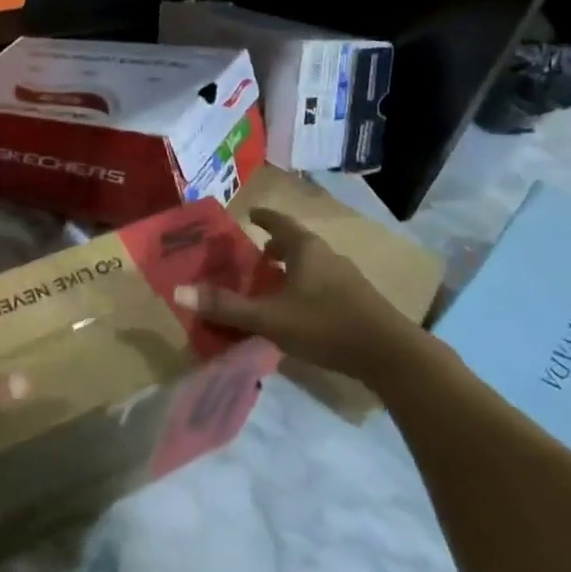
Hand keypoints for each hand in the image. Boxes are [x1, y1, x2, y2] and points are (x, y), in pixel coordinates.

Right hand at [173, 208, 418, 379]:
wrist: (392, 355)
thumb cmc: (326, 325)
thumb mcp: (270, 318)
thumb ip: (227, 307)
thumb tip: (179, 290)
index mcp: (305, 248)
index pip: (278, 221)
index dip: (262, 217)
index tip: (248, 215)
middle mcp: (327, 254)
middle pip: (296, 242)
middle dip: (275, 246)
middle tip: (256, 257)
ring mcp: (347, 277)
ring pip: (312, 263)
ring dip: (293, 268)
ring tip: (276, 284)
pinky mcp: (359, 300)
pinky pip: (325, 282)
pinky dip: (308, 285)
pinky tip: (302, 310)